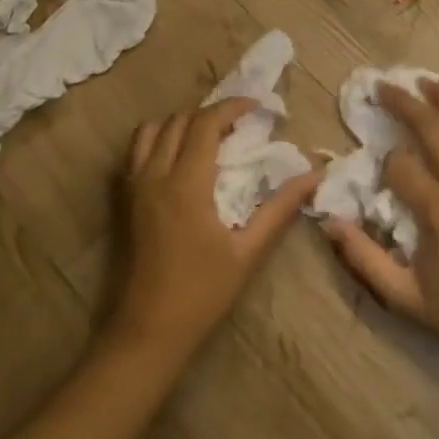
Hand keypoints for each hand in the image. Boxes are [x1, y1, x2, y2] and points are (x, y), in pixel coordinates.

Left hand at [111, 97, 319, 356]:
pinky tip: (178, 160)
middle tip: (239, 125)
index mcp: (186, 183)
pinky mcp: (124, 200)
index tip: (258, 108)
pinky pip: (136, 151)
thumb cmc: (202, 293)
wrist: (148, 332)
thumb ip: (281, 207)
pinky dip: (158, 140)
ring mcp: (134, 186)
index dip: (232, 106)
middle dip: (211, 114)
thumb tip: (315, 175)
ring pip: (152, 130)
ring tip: (207, 138)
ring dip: (181, 123)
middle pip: (180, 120)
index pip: (206, 122)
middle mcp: (155, 175)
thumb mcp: (249, 251)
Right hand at [323, 80, 438, 374]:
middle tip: (385, 87)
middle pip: (431, 127)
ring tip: (428, 84)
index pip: (400, 166)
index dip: (386, 164)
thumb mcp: (405, 296)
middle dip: (403, 103)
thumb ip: (365, 259)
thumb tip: (330, 224)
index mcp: (438, 209)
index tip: (383, 174)